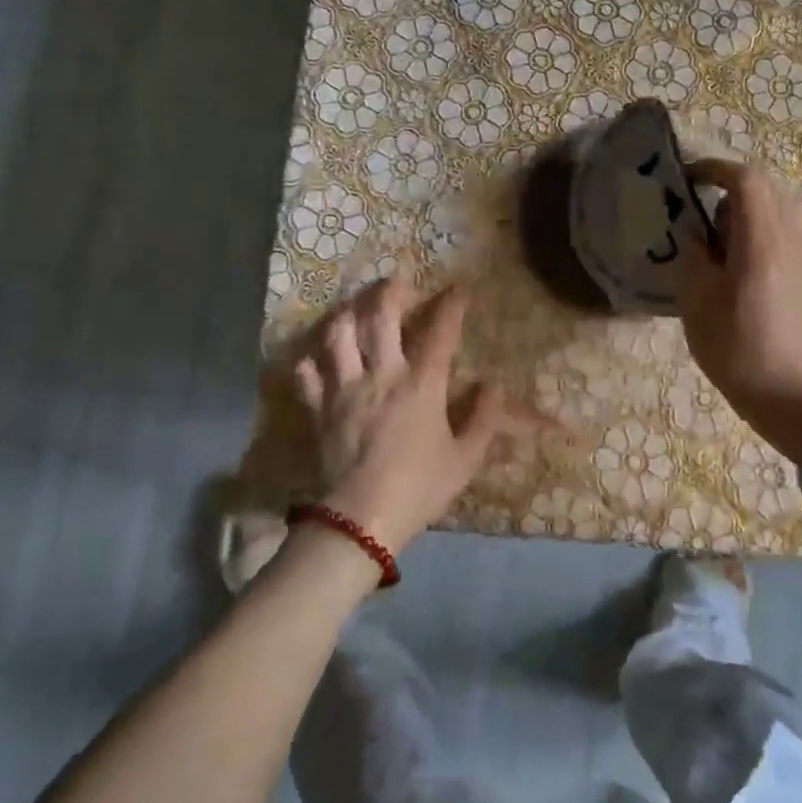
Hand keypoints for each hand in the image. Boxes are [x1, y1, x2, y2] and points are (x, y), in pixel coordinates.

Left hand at [293, 278, 503, 557]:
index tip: (458, 290)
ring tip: (353, 308)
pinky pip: (307, 374)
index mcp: (421, 385)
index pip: (440, 333)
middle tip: (395, 282)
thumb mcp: (464, 460)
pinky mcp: (319, 408)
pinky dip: (311, 361)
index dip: (451, 306)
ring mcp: (345, 388)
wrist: (360, 520)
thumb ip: (482, 420)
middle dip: (389, 292)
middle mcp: (382, 374)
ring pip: (339, 335)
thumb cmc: (419, 488)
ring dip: (346, 315)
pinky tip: (317, 358)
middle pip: (380, 318)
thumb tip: (493, 386)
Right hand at [679, 159, 801, 465]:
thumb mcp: (696, 301)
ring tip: (722, 243)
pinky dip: (765, 235)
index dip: (715, 169)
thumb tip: (696, 232)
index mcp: (762, 240)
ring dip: (751, 213)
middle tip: (702, 214)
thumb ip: (694, 255)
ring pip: (782, 212)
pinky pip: (790, 237)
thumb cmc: (737, 349)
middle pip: (768, 190)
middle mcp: (794, 238)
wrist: (792, 397)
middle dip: (733, 189)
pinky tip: (745, 268)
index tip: (689, 179)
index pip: (746, 179)